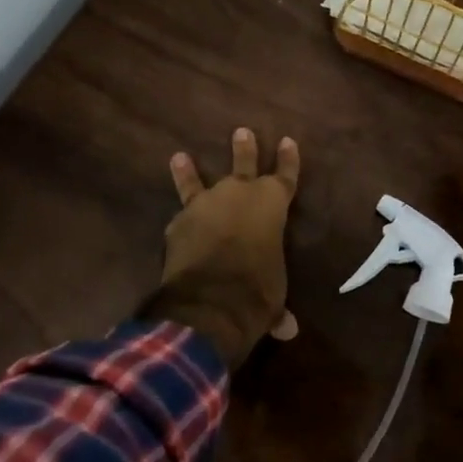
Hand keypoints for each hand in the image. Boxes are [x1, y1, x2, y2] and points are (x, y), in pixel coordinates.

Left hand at [152, 127, 300, 371]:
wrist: (211, 299)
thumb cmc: (257, 290)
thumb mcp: (274, 297)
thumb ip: (278, 309)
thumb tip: (288, 330)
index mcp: (272, 205)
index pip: (286, 175)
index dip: (288, 159)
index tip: (288, 140)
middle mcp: (239, 194)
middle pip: (244, 164)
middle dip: (244, 148)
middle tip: (241, 131)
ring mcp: (205, 204)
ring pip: (198, 181)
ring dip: (190, 170)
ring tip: (180, 156)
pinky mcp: (178, 222)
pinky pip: (180, 214)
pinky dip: (179, 217)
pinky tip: (174, 218)